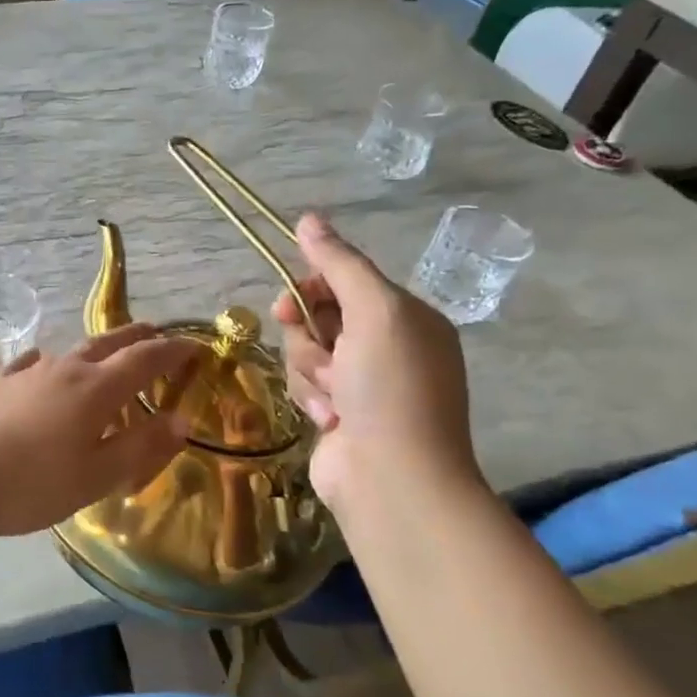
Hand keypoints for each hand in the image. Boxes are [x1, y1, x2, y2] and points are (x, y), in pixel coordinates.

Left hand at [0, 323, 198, 537]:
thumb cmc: (32, 482)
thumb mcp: (96, 476)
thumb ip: (140, 446)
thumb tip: (181, 419)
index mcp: (97, 390)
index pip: (145, 360)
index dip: (174, 351)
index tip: (196, 347)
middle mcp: (66, 369)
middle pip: (109, 343)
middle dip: (138, 337)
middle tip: (157, 333)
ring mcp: (29, 372)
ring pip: (73, 351)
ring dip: (98, 349)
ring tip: (108, 354)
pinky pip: (34, 363)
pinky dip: (51, 362)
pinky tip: (43, 363)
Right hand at [271, 214, 484, 515]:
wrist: (393, 478)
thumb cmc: (391, 387)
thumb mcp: (374, 312)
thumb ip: (339, 263)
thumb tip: (308, 218)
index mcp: (406, 317)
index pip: (345, 280)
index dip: (312, 287)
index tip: (291, 302)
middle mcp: (386, 345)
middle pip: (319, 315)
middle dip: (309, 335)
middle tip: (318, 353)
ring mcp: (362, 382)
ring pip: (305, 351)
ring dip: (310, 371)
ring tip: (332, 397)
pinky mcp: (339, 412)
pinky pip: (305, 384)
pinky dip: (311, 398)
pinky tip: (329, 419)